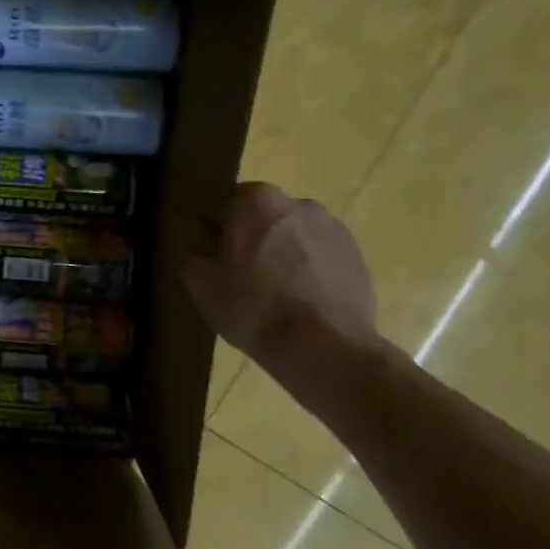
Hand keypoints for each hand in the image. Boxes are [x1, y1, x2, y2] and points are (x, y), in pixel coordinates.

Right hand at [182, 182, 377, 361]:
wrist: (325, 348)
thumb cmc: (253, 307)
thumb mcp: (201, 285)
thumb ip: (192, 253)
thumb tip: (196, 243)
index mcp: (255, 200)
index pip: (223, 203)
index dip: (213, 229)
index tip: (209, 256)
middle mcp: (297, 202)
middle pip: (262, 216)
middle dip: (250, 237)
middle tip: (238, 275)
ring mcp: (334, 228)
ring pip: (293, 235)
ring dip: (281, 252)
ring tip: (272, 293)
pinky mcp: (358, 256)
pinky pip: (319, 256)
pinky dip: (308, 270)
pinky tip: (299, 302)